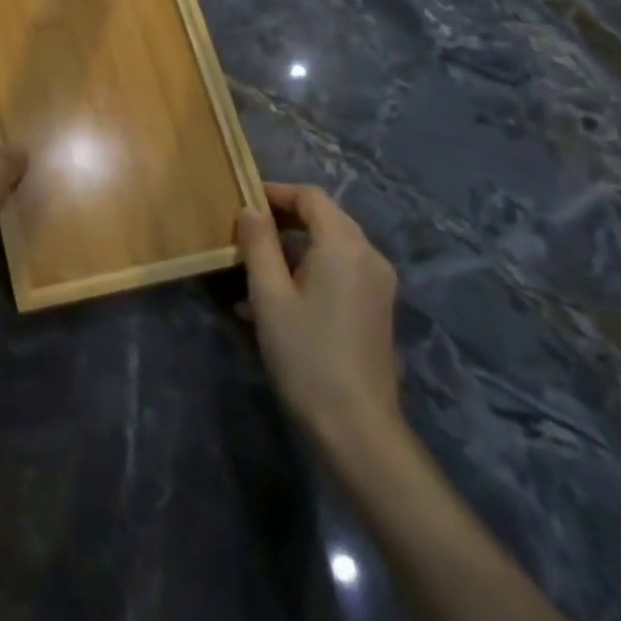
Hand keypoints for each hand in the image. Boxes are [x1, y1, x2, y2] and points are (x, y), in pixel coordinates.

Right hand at [238, 182, 402, 459]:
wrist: (356, 428)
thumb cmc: (306, 354)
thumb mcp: (269, 295)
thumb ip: (258, 244)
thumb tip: (250, 209)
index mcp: (344, 245)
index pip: (310, 196)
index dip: (275, 191)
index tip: (242, 200)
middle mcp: (368, 255)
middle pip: (324, 218)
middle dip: (283, 219)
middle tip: (244, 231)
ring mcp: (378, 284)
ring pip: (330, 246)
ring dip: (293, 248)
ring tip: (252, 268)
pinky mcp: (376, 309)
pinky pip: (340, 272)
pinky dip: (309, 271)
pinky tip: (276, 300)